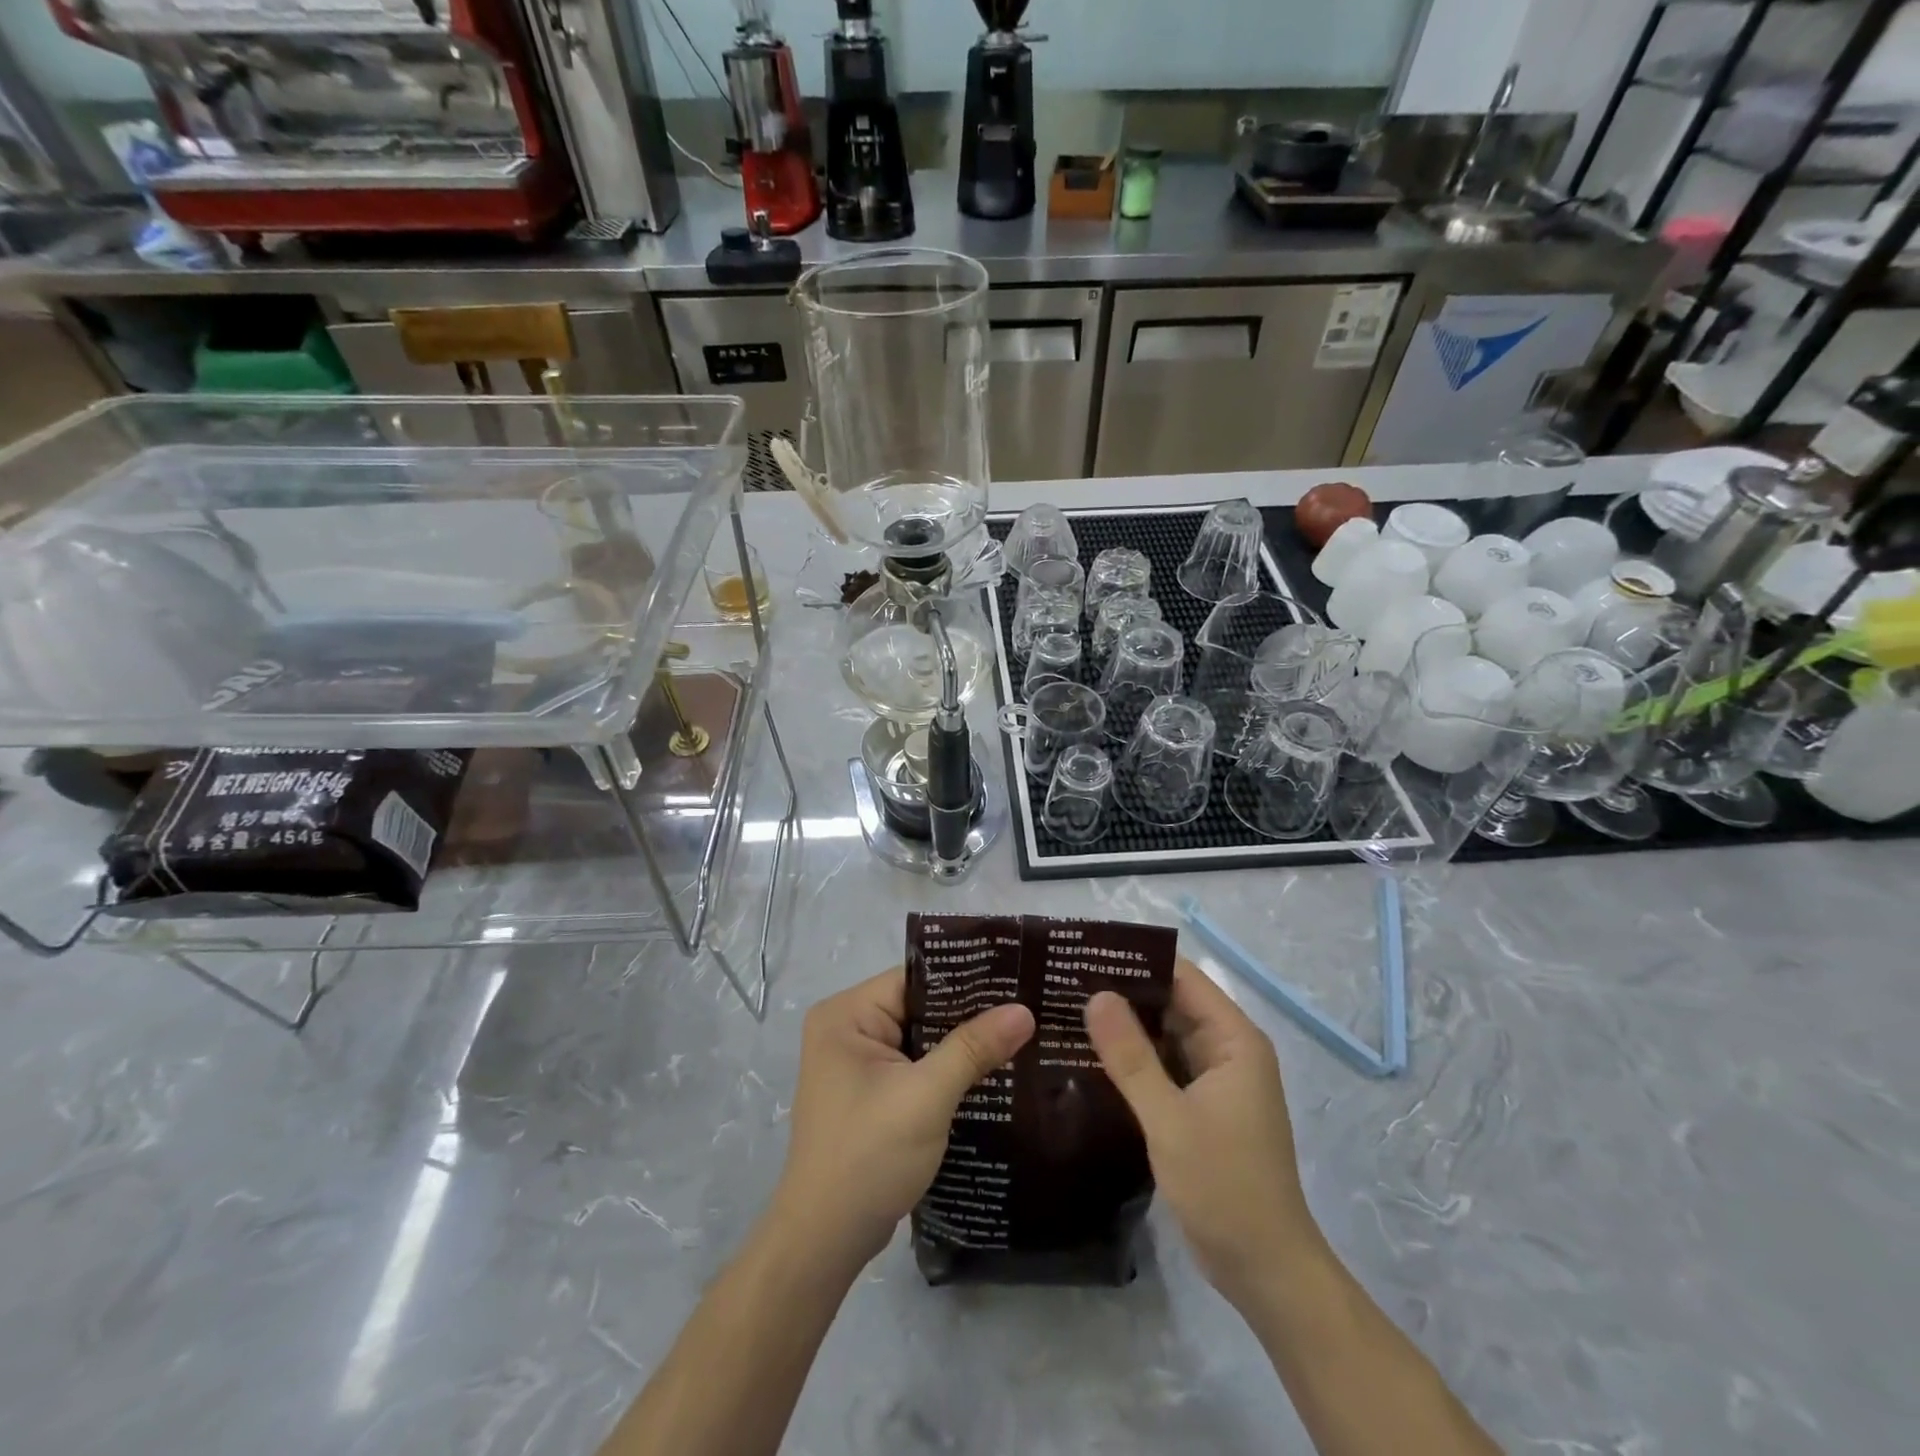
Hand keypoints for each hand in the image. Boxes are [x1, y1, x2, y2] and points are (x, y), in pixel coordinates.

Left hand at [772, 967, 1034, 1272]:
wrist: (825, 1241)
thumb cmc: (868, 1155)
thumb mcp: (926, 1096)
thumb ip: (973, 1048)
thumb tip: (1024, 1010)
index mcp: (846, 1014)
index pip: (914, 979)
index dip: (965, 978)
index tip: (1015, 978)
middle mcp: (847, 1029)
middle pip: (919, 1007)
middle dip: (969, 1013)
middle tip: (1027, 1005)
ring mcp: (857, 1063)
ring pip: (921, 1038)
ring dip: (961, 1043)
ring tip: (1020, 1032)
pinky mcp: (870, 1093)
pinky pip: (916, 1065)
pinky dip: (947, 1069)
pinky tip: (991, 1070)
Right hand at [1085, 958, 1319, 1306]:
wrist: (1264, 1271)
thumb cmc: (1224, 1186)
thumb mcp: (1169, 1118)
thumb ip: (1131, 1056)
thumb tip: (1095, 994)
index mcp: (1234, 1040)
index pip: (1182, 977)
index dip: (1137, 960)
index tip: (1086, 953)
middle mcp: (1227, 1050)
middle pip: (1172, 1003)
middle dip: (1124, 992)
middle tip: (1064, 980)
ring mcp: (1215, 1080)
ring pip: (1165, 1037)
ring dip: (1125, 1027)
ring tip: (1066, 1009)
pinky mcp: (1201, 1107)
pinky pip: (1164, 1067)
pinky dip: (1133, 1060)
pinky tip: (1089, 1056)